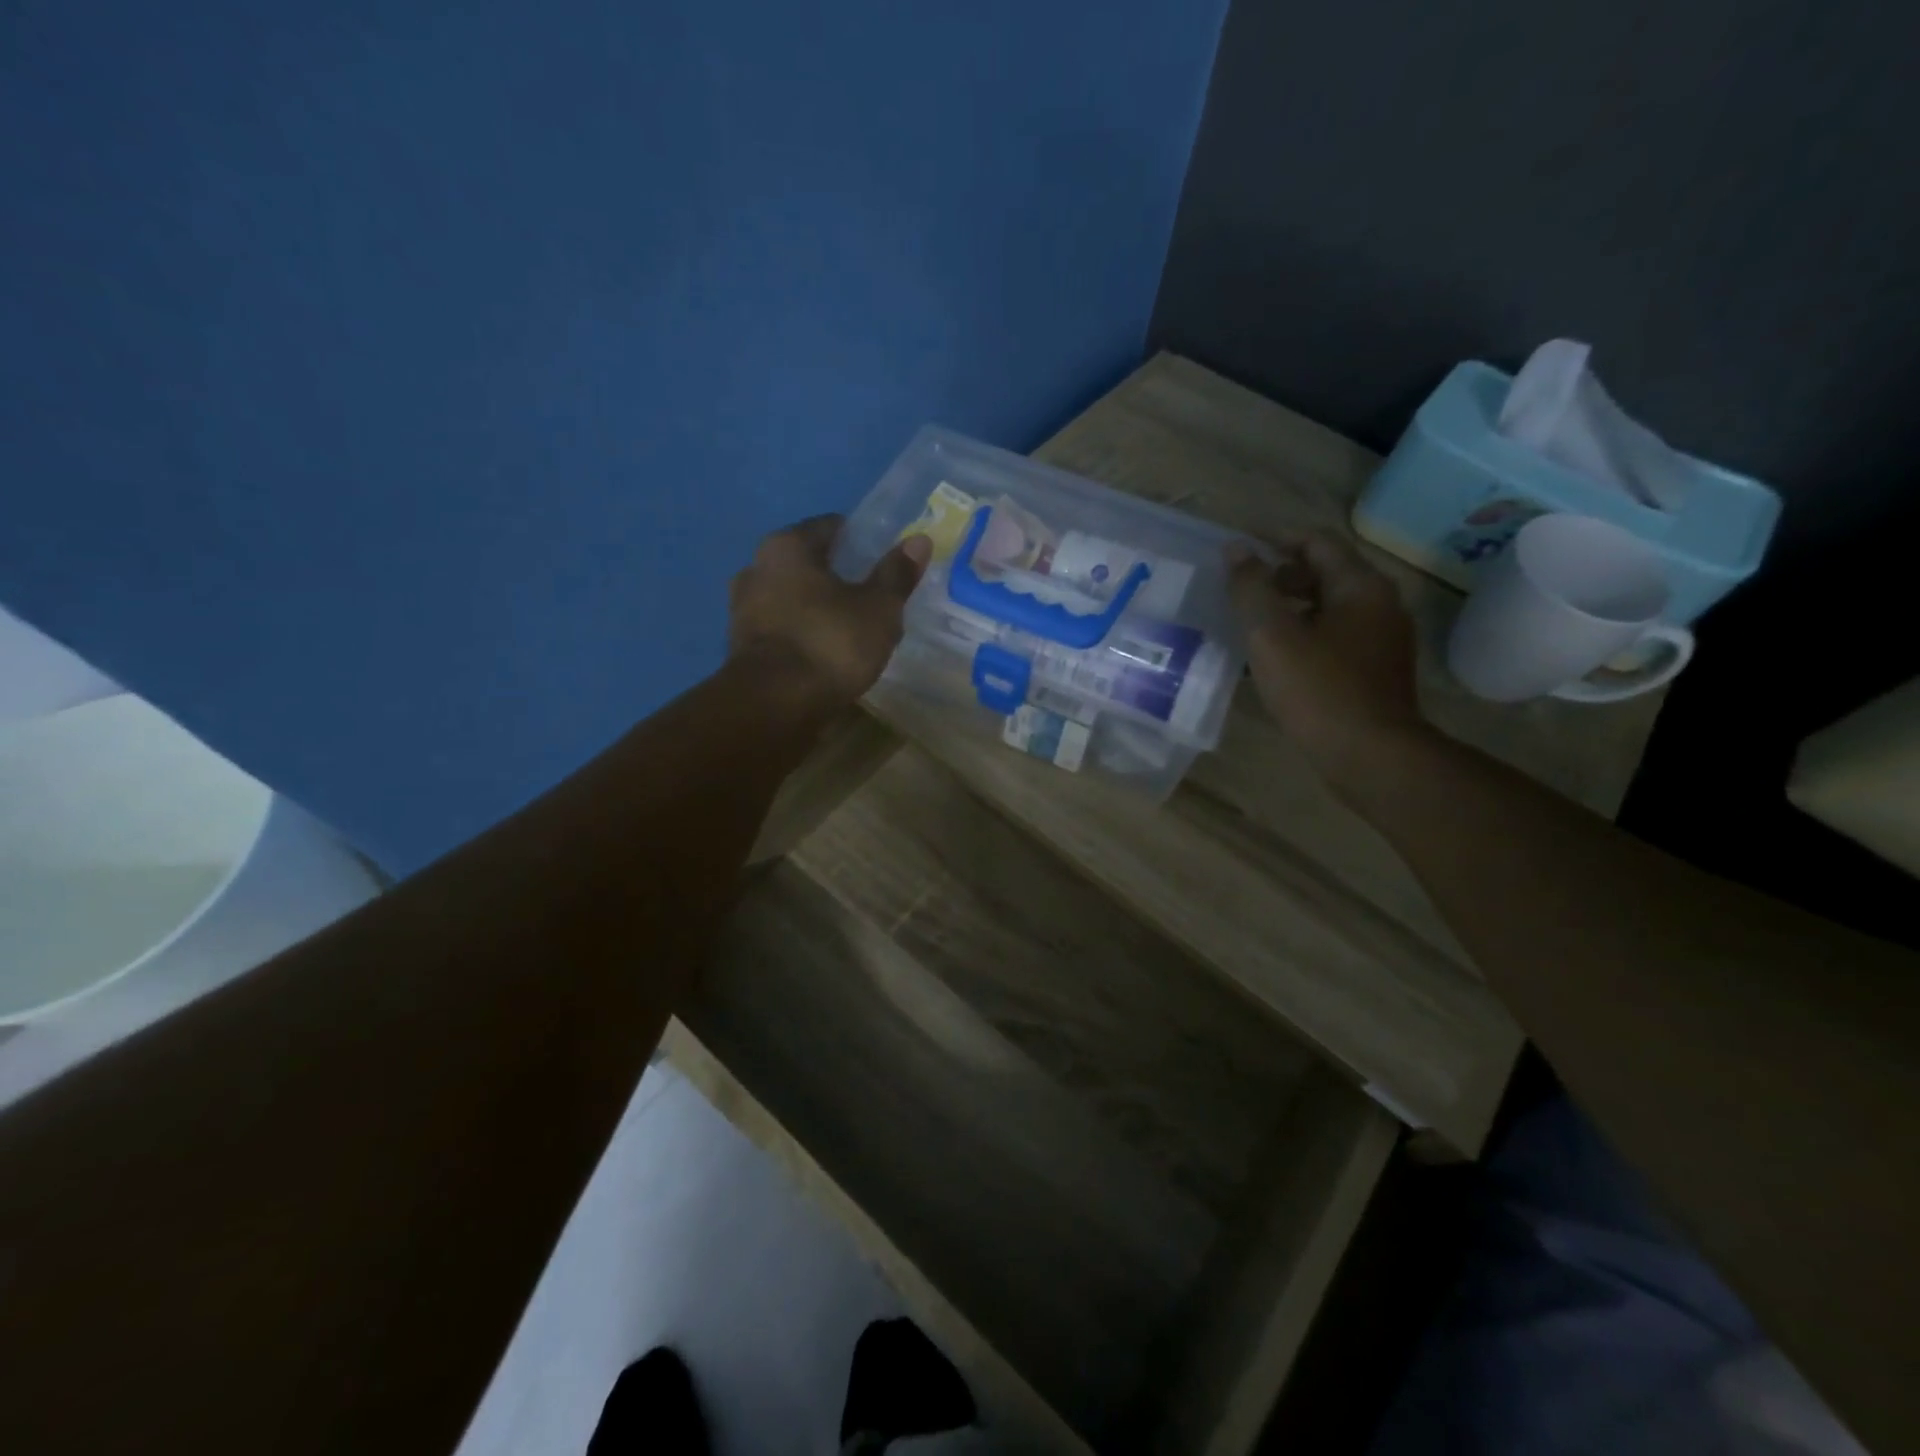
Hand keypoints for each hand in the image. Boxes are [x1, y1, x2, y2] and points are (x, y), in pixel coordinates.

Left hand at [729, 515, 931, 709]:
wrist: (774, 706)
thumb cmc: (830, 644)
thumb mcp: (878, 609)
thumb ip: (897, 574)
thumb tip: (920, 539)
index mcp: (787, 546)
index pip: (830, 527)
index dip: (860, 540)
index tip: (882, 561)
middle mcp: (756, 568)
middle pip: (806, 562)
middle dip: (835, 575)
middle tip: (870, 596)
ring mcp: (741, 609)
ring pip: (789, 597)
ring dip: (814, 607)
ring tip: (848, 628)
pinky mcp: (740, 647)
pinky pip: (780, 628)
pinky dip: (800, 633)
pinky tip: (823, 652)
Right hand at [1225, 532, 1427, 791]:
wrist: (1370, 755)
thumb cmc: (1318, 689)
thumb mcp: (1272, 635)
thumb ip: (1251, 588)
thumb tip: (1236, 549)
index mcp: (1360, 586)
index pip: (1316, 542)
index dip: (1275, 537)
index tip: (1239, 546)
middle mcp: (1379, 604)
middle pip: (1326, 572)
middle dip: (1281, 574)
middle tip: (1242, 588)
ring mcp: (1382, 639)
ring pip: (1330, 607)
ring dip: (1290, 607)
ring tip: (1251, 623)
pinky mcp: (1375, 670)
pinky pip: (1335, 636)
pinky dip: (1304, 634)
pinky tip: (1276, 658)